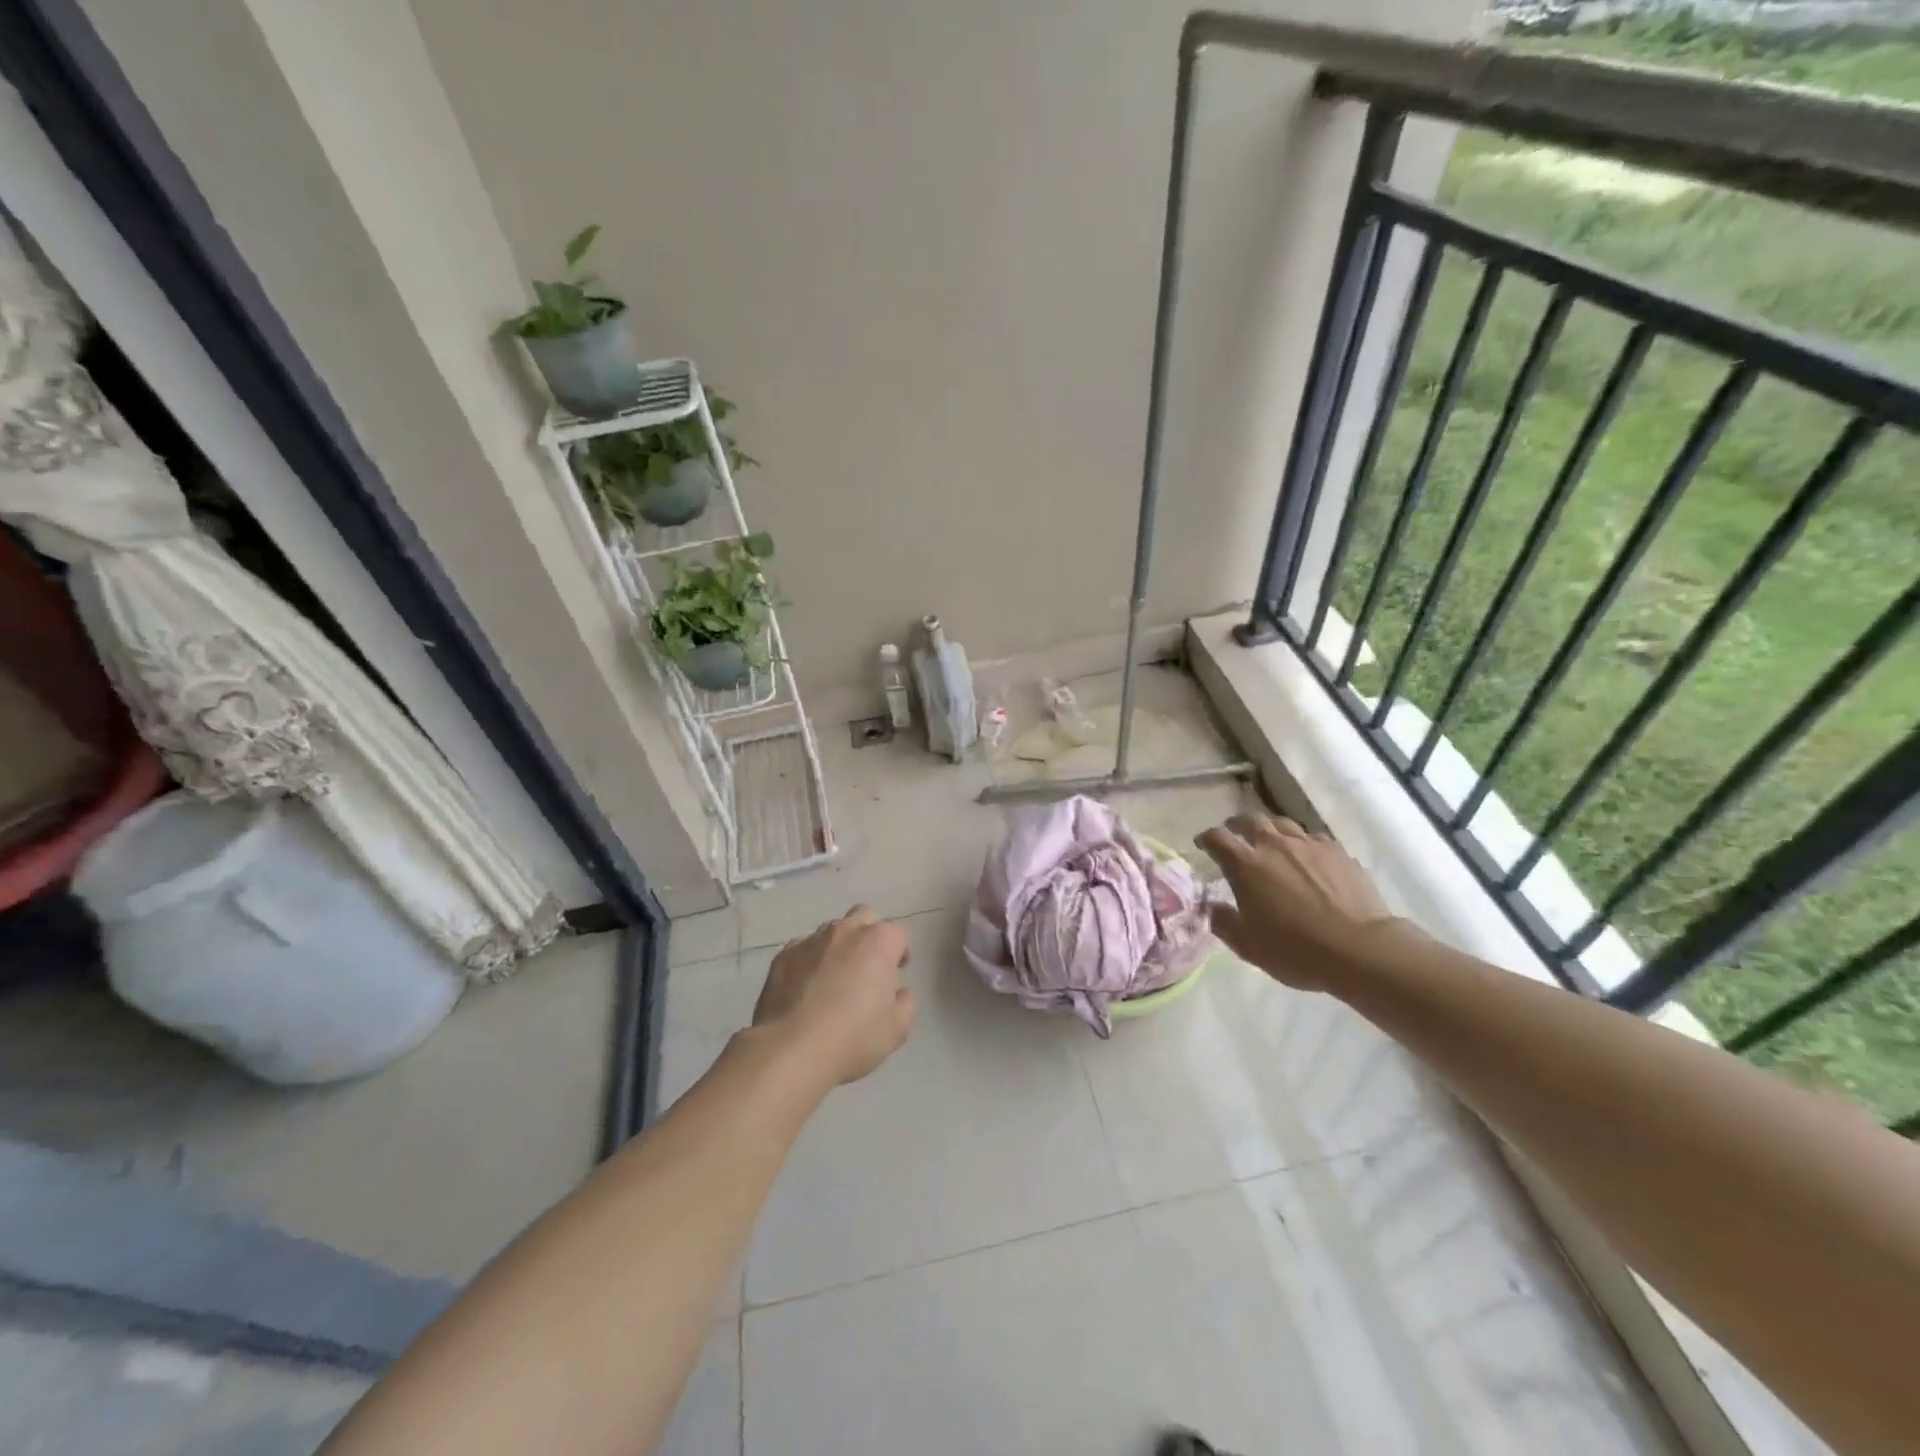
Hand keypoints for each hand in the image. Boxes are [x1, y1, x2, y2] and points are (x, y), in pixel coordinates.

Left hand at [752, 906, 914, 1085]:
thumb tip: (899, 993)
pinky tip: (805, 988)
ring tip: (833, 979)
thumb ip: (904, 1004)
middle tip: (867, 967)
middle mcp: (845, 931)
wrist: (791, 1050)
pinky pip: (802, 949)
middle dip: (869, 935)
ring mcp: (810, 940)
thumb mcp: (896, 1030)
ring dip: (838, 947)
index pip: (898, 934)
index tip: (896, 973)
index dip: (899, 953)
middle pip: (864, 917)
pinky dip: (809, 961)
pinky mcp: (782, 956)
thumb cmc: (853, 1037)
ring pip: (831, 931)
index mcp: (878, 942)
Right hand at [1195, 814, 1406, 990]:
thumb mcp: (1249, 946)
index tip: (1203, 845)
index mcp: (1246, 865)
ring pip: (1282, 824)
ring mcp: (1309, 845)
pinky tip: (1307, 859)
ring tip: (1271, 843)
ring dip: (1270, 830)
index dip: (1206, 839)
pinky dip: (1302, 844)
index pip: (1217, 838)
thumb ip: (1223, 922)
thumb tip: (1211, 907)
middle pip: (1250, 820)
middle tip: (1235, 836)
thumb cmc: (1296, 950)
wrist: (1360, 950)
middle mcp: (1275, 845)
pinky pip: (1313, 839)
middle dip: (1237, 825)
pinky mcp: (1338, 852)